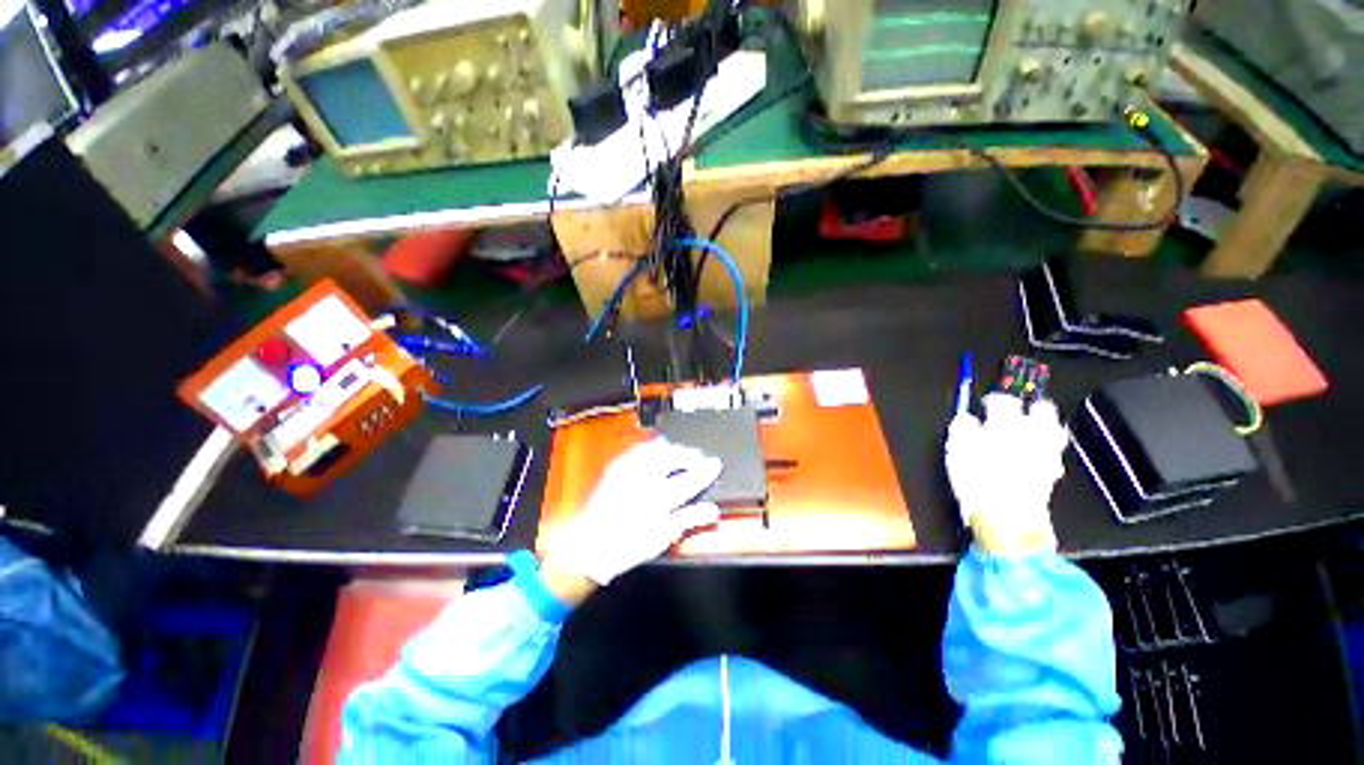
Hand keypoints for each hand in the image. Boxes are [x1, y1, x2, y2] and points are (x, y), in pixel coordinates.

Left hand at [543, 438, 722, 592]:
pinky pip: (636, 450)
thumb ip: (688, 520)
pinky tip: (654, 449)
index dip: (704, 472)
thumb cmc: (628, 545)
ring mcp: (627, 472)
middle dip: (688, 454)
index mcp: (656, 502)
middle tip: (698, 456)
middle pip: (670, 459)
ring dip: (670, 449)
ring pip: (654, 450)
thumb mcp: (662, 537)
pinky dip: (649, 447)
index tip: (716, 464)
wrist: (588, 546)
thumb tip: (713, 510)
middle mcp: (642, 482)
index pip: (687, 482)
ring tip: (679, 451)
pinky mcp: (615, 469)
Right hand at [945, 394, 1068, 553]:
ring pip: (1054, 429)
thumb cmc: (976, 479)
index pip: (1003, 400)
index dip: (993, 399)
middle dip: (1031, 407)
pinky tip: (1035, 455)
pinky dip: (1046, 449)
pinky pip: (1054, 453)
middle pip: (1041, 409)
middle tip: (1019, 411)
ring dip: (1044, 426)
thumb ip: (962, 428)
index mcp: (1005, 423)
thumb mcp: (956, 449)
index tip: (987, 403)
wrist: (1007, 515)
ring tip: (1032, 429)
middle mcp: (1031, 433)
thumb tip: (965, 418)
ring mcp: (1047, 452)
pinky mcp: (1053, 472)